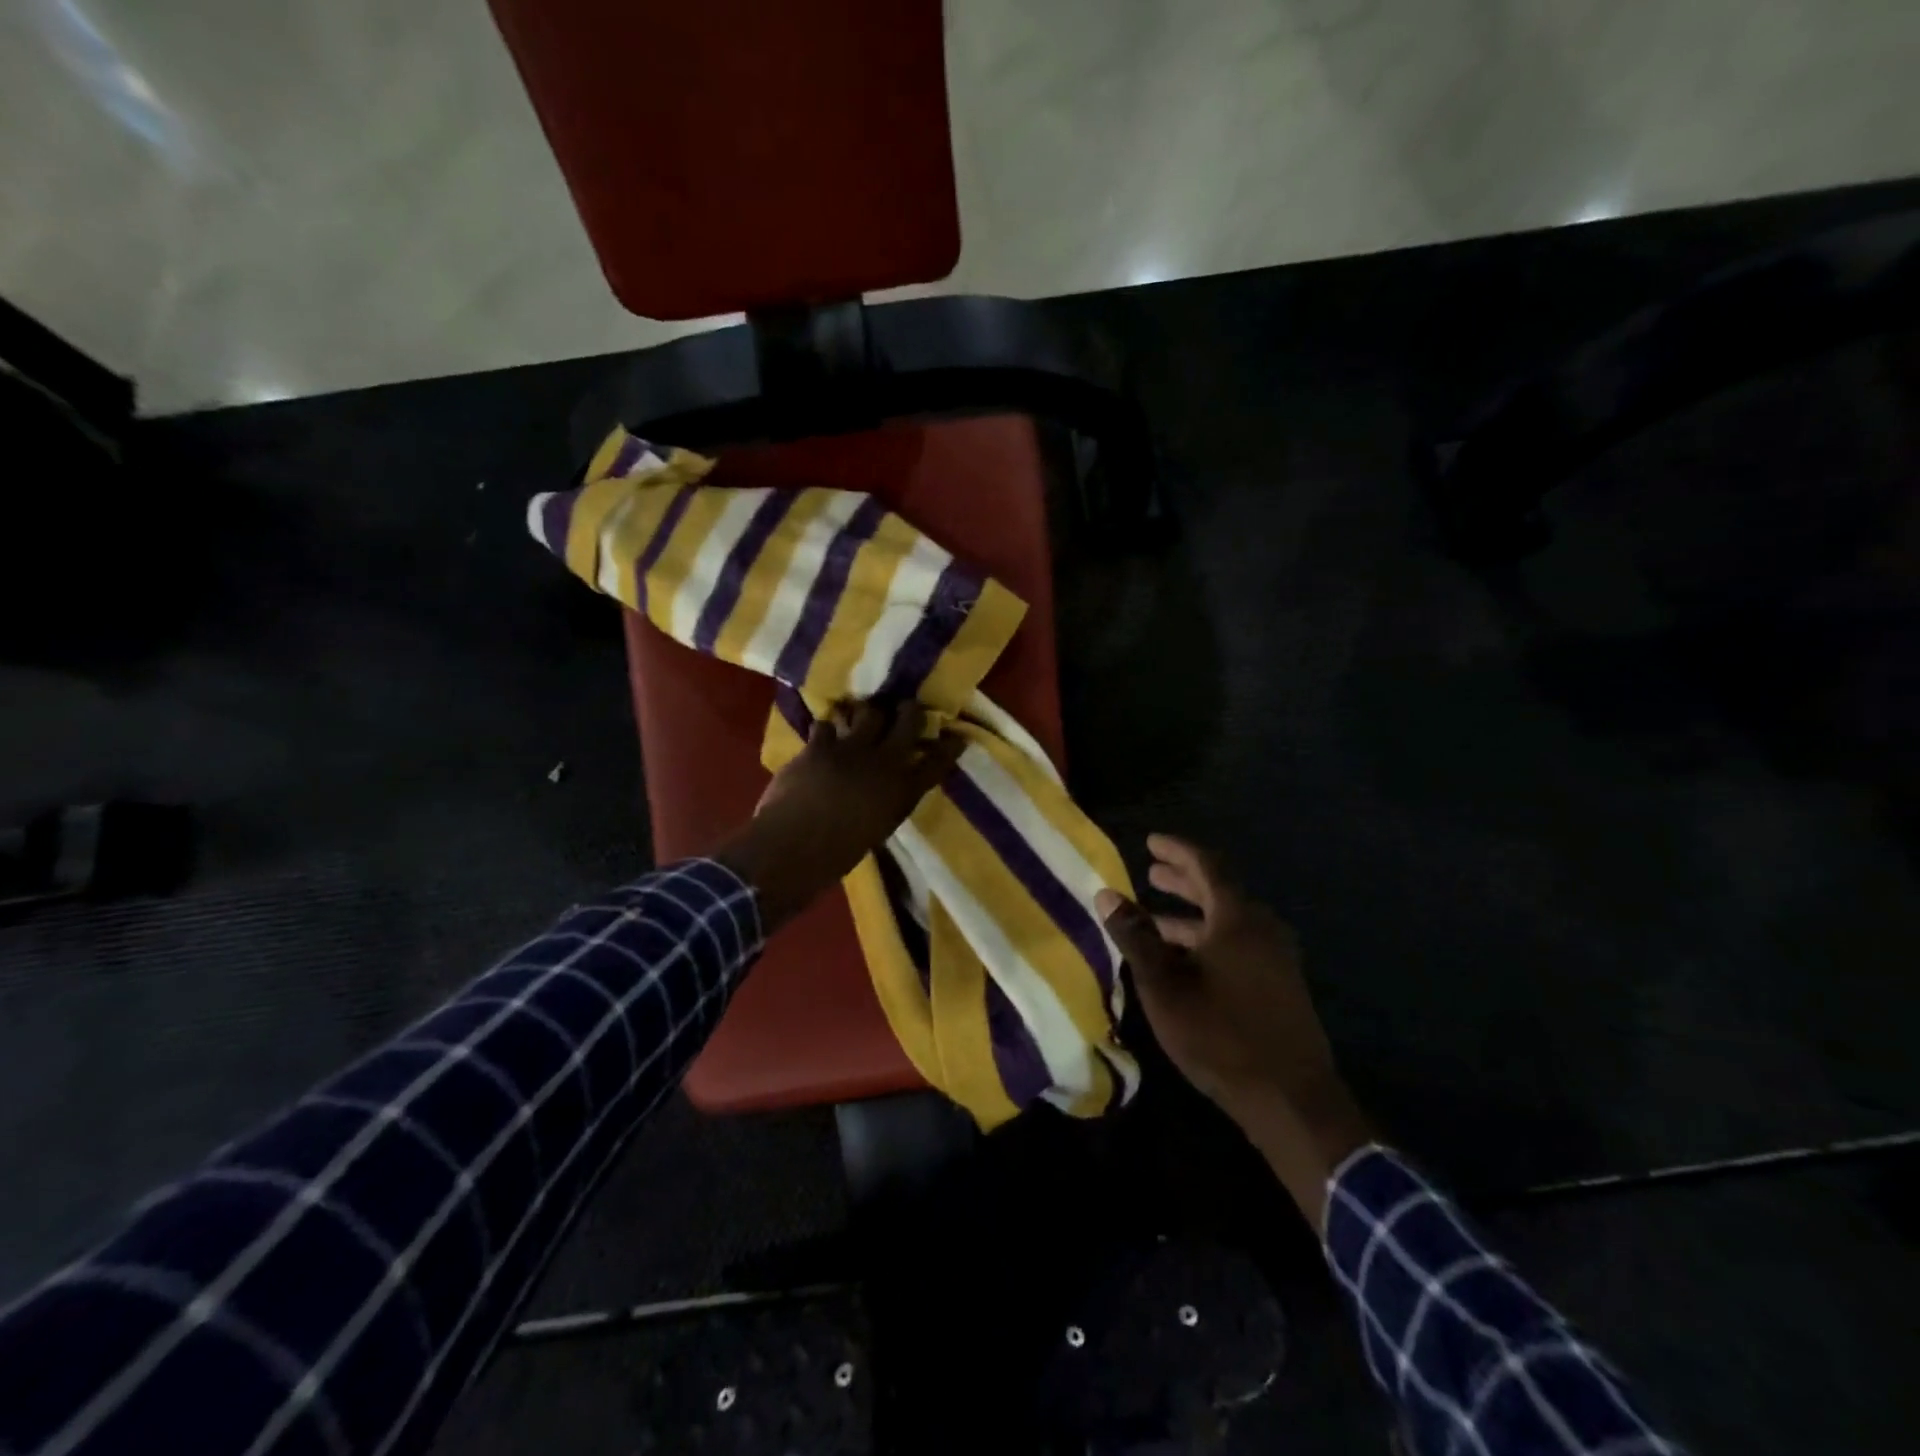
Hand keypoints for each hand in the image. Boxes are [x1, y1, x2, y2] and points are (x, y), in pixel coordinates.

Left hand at [718, 701, 964, 929]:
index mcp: (903, 791)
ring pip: (869, 712)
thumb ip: (889, 801)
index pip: (937, 762)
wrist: (796, 847)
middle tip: (905, 708)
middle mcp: (885, 762)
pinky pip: (826, 724)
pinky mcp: (820, 745)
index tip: (955, 737)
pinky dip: (826, 729)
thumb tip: (887, 787)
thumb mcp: (879, 827)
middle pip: (908, 721)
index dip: (949, 747)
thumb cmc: (838, 853)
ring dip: (866, 712)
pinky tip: (823, 735)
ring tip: (861, 715)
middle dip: (909, 710)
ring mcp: (852, 749)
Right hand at [1096, 835, 1371, 1227]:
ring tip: (1155, 920)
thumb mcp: (1164, 985)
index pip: (1206, 866)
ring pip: (1227, 922)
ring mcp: (1276, 958)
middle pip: (1219, 891)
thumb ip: (1135, 936)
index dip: (1177, 851)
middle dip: (1182, 881)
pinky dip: (1208, 939)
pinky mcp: (1280, 985)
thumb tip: (1106, 894)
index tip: (1151, 842)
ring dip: (1191, 916)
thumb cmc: (1220, 1034)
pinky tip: (1183, 960)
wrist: (1290, 1098)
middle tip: (1151, 873)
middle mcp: (1262, 928)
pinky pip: (1239, 945)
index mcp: (1238, 918)